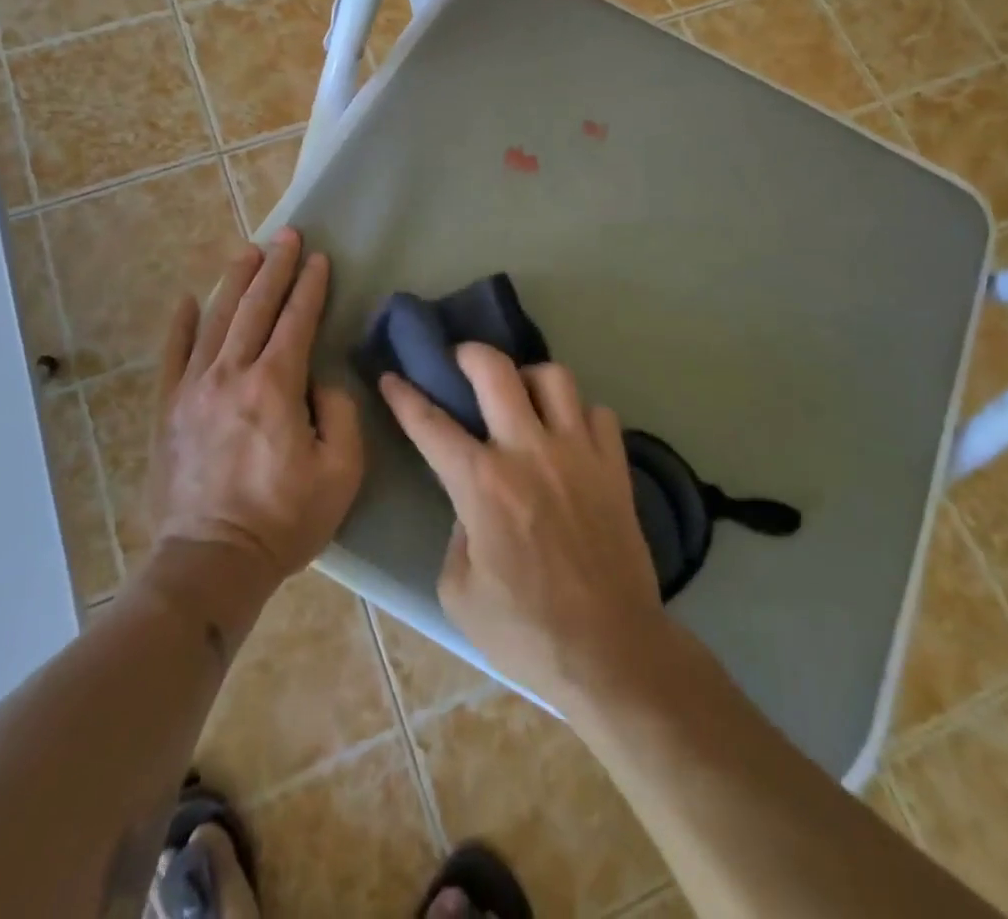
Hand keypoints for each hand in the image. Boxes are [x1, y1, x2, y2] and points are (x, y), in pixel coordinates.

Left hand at [146, 230, 363, 594]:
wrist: (210, 563)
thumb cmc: (284, 519)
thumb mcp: (341, 471)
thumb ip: (341, 413)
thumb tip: (321, 381)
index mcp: (275, 386)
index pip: (296, 321)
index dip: (310, 287)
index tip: (320, 259)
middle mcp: (230, 374)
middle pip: (255, 308)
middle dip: (275, 268)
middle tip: (288, 236)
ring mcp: (192, 390)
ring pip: (215, 321)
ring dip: (234, 282)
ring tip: (249, 251)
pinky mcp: (168, 410)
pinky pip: (173, 356)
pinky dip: (180, 324)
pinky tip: (187, 299)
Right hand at [379, 347, 667, 711]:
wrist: (612, 653)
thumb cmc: (526, 633)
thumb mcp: (459, 594)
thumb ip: (457, 534)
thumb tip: (472, 506)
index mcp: (483, 484)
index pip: (432, 424)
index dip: (405, 395)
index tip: (391, 375)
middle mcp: (530, 452)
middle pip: (496, 370)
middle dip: (469, 353)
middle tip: (460, 360)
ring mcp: (579, 453)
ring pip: (554, 377)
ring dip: (529, 378)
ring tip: (521, 396)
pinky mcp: (615, 466)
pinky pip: (598, 413)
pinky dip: (579, 415)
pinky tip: (569, 435)